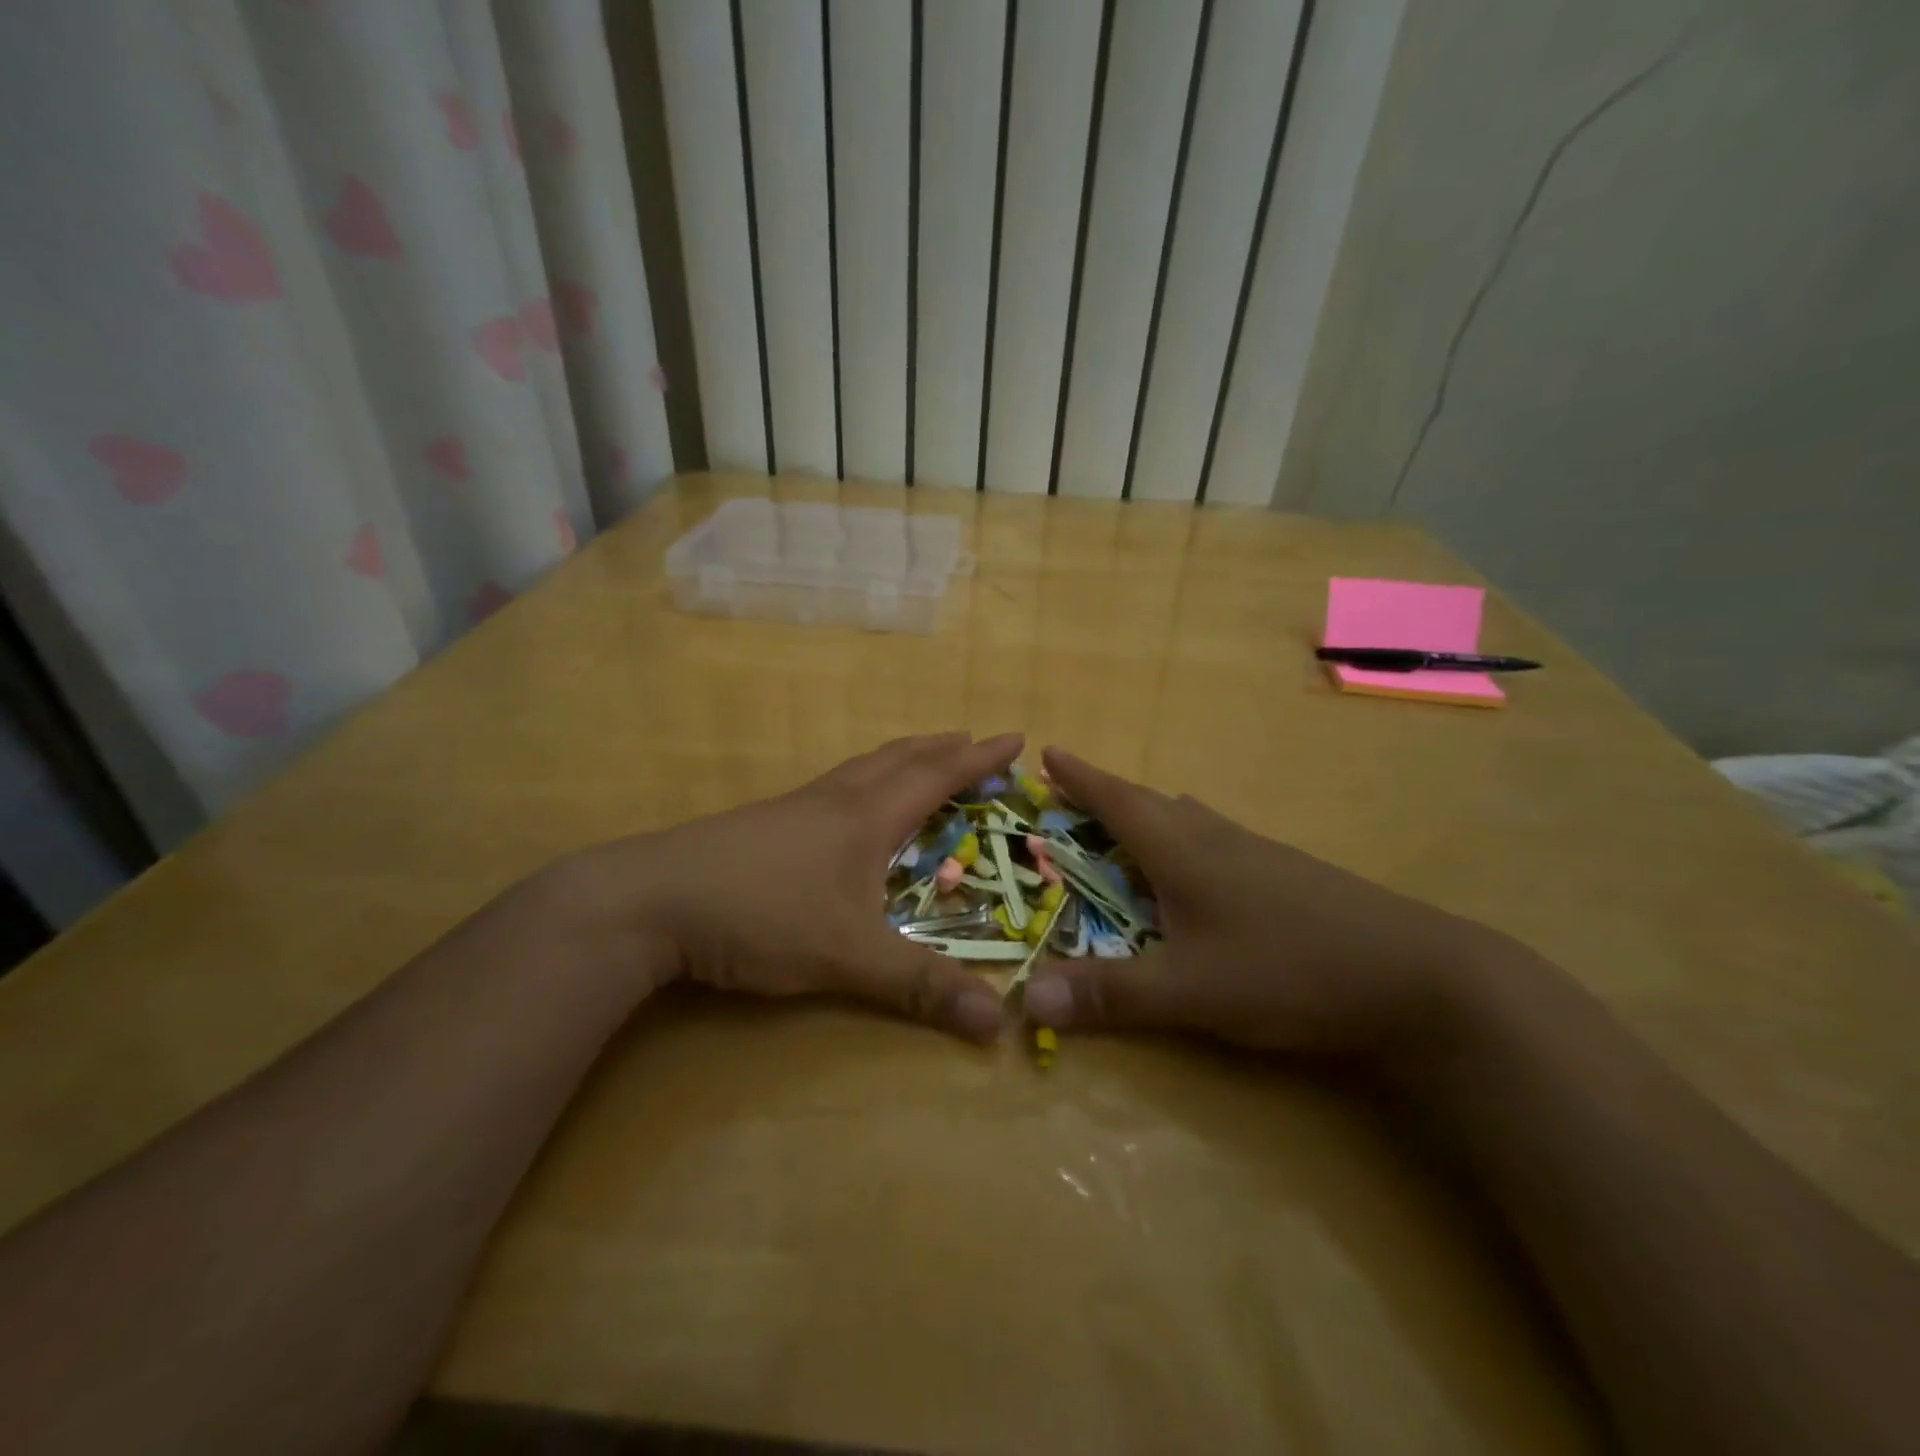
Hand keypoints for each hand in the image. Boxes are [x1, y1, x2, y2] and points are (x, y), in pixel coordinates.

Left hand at [564, 732, 1020, 1041]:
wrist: (650, 901)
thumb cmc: (761, 916)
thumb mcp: (848, 958)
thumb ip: (921, 987)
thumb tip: (1000, 1024)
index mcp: (865, 817)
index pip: (936, 776)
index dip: (977, 759)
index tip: (1013, 738)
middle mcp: (834, 801)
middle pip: (898, 759)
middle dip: (941, 748)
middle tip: (971, 739)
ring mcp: (793, 808)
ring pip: (860, 768)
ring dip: (900, 758)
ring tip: (919, 759)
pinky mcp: (762, 824)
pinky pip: (832, 786)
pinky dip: (862, 779)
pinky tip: (845, 805)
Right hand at [1021, 747, 1502, 1056]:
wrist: (1419, 975)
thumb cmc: (1291, 970)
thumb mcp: (1191, 991)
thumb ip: (1110, 994)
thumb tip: (1024, 996)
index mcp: (1184, 853)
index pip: (1118, 802)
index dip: (1081, 778)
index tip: (1049, 752)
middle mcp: (1217, 841)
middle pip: (1151, 803)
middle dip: (1106, 793)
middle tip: (1074, 790)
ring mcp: (1259, 855)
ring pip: (1189, 819)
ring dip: (1149, 812)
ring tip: (1128, 819)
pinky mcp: (1289, 876)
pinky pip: (1218, 840)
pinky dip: (1187, 837)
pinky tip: (1201, 864)